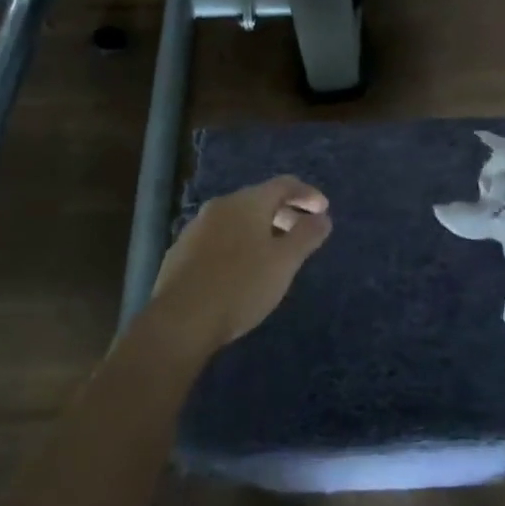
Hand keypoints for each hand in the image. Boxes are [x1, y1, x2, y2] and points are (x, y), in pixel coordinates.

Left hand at [149, 176, 331, 355]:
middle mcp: (220, 206)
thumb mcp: (285, 262)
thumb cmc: (241, 286)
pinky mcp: (181, 252)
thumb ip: (307, 235)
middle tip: (303, 234)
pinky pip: (219, 238)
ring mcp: (196, 228)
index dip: (307, 194)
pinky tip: (242, 269)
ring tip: (275, 254)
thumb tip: (323, 218)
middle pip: (260, 200)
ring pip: (238, 220)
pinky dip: (239, 244)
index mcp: (247, 202)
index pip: (284, 184)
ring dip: (261, 230)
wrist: (180, 320)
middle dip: (285, 213)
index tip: (324, 211)